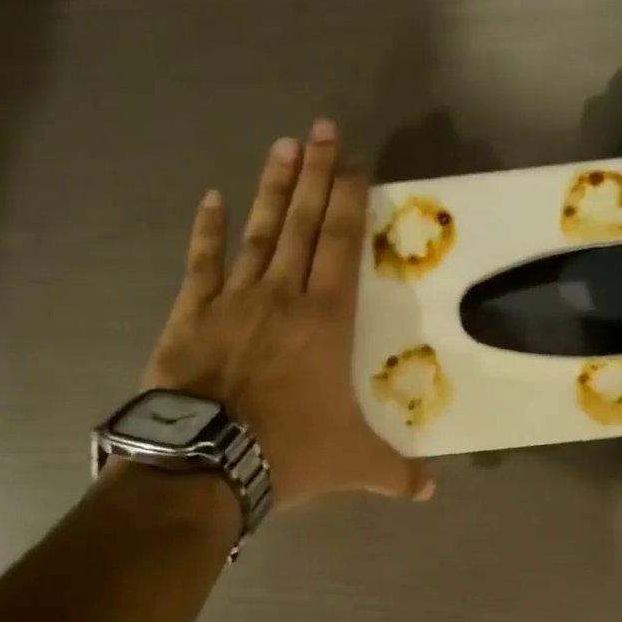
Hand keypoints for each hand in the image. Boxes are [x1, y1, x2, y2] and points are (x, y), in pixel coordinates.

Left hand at [143, 120, 433, 510]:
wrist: (207, 462)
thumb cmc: (288, 453)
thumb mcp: (352, 464)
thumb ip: (394, 473)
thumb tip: (430, 492)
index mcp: (326, 321)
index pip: (342, 245)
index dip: (349, 198)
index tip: (354, 160)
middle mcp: (283, 296)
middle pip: (303, 223)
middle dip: (316, 174)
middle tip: (322, 129)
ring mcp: (234, 299)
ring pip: (259, 232)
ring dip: (272, 188)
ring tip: (283, 145)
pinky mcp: (191, 313)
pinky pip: (202, 262)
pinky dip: (207, 230)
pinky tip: (212, 198)